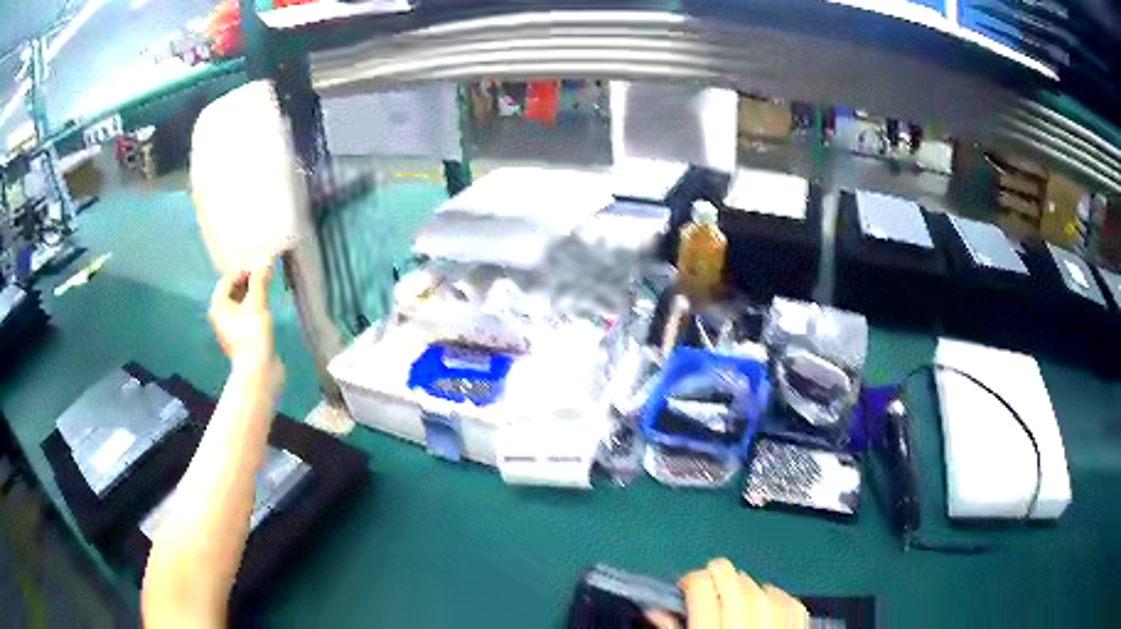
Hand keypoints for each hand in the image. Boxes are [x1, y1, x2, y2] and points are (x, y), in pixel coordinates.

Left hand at [209, 261, 277, 375]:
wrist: (258, 372)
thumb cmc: (252, 335)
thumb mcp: (257, 304)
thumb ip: (259, 281)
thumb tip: (263, 261)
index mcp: (218, 305)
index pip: (228, 279)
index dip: (244, 269)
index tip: (261, 264)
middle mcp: (221, 315)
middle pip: (234, 291)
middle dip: (249, 281)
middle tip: (266, 273)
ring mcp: (231, 328)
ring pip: (241, 303)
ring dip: (253, 294)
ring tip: (268, 287)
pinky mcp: (242, 337)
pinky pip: (247, 315)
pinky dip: (255, 308)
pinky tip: (267, 307)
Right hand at [647, 559, 807, 628]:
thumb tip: (654, 611)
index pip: (701, 587)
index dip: (690, 581)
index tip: (686, 588)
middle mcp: (743, 626)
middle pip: (732, 579)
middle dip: (717, 576)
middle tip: (709, 587)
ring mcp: (774, 627)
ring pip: (761, 587)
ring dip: (746, 587)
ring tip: (735, 599)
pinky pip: (789, 601)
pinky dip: (776, 598)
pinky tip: (765, 606)